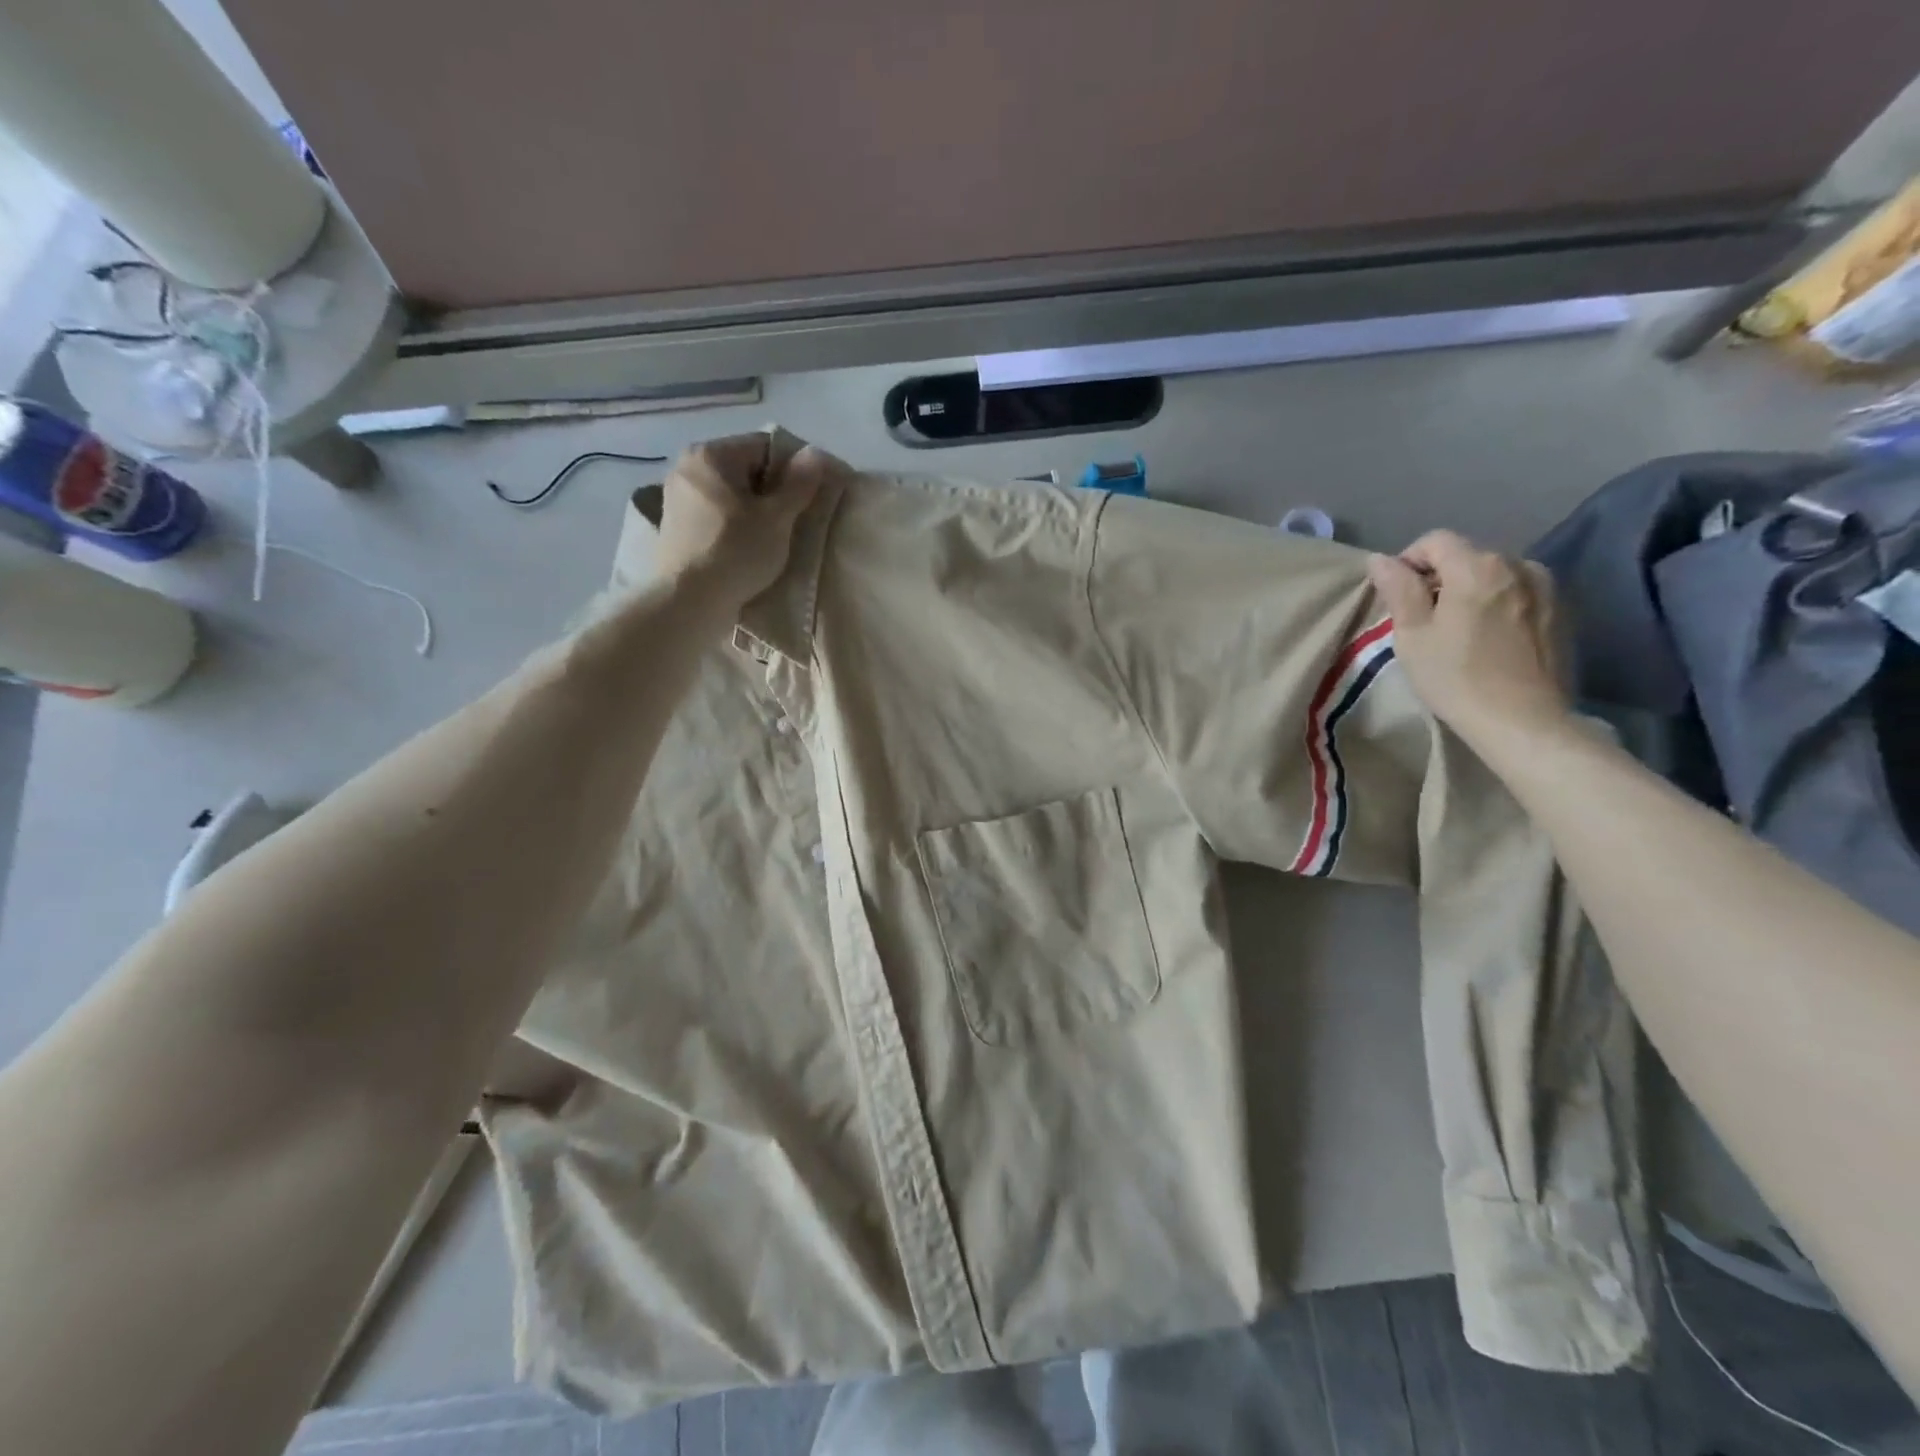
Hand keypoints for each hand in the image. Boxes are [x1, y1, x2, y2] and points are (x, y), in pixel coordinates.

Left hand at [657, 434, 827, 605]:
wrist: (688, 602)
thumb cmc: (736, 552)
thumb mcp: (777, 518)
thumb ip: (799, 483)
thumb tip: (816, 453)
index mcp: (710, 454)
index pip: (764, 447)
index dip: (793, 470)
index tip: (808, 500)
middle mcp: (687, 467)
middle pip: (745, 470)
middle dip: (772, 492)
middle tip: (792, 523)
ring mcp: (676, 498)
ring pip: (730, 495)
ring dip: (753, 511)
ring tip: (771, 540)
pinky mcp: (674, 528)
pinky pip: (715, 516)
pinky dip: (733, 526)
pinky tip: (745, 550)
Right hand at [1366, 531, 1571, 755]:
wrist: (1522, 720)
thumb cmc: (1455, 677)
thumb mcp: (1412, 635)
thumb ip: (1398, 590)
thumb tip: (1380, 559)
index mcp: (1477, 566)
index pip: (1435, 540)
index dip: (1409, 561)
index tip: (1398, 595)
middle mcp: (1517, 564)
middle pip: (1467, 554)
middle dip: (1440, 576)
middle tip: (1423, 617)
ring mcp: (1546, 586)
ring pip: (1494, 573)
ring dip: (1471, 589)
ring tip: (1458, 627)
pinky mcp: (1561, 610)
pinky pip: (1518, 591)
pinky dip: (1497, 603)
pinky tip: (1488, 637)